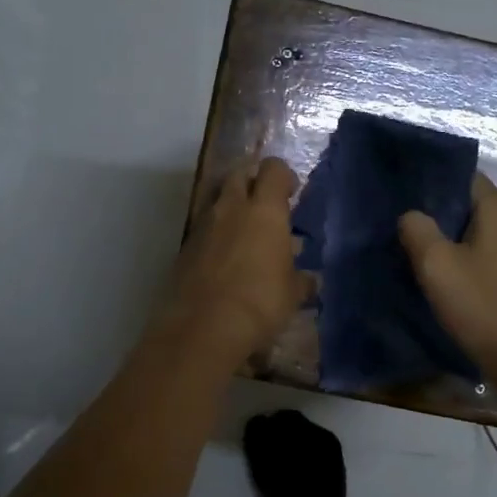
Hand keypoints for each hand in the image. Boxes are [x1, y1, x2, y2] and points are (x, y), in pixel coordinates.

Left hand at [158, 157, 306, 366]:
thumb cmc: (260, 302)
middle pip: (239, 174)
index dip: (284, 176)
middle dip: (253, 181)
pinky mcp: (185, 247)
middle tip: (265, 204)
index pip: (274, 170)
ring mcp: (203, 225)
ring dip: (231, 207)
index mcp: (264, 211)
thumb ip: (301, 280)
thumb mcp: (292, 294)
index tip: (292, 192)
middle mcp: (231, 208)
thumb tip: (311, 280)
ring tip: (245, 232)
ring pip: (217, 200)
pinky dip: (215, 234)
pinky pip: (203, 228)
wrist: (203, 327)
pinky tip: (224, 258)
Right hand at [399, 175, 496, 386]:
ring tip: (427, 257)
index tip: (408, 200)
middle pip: (475, 207)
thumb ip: (418, 230)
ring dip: (459, 242)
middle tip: (410, 231)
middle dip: (444, 216)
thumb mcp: (436, 266)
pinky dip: (476, 263)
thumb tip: (412, 216)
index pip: (466, 178)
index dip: (435, 185)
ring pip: (486, 235)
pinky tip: (456, 281)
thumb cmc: (482, 307)